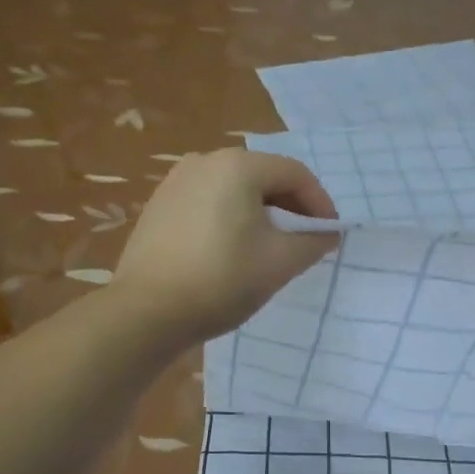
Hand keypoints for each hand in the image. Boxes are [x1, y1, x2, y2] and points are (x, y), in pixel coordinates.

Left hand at [112, 149, 339, 345]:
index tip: (328, 234)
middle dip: (290, 207)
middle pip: (263, 176)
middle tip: (303, 241)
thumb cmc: (221, 280)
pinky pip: (208, 201)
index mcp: (237, 165)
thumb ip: (313, 241)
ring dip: (260, 213)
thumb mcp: (280, 262)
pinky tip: (231, 250)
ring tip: (269, 247)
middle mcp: (205, 161)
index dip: (320, 203)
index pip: (295, 173)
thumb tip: (327, 233)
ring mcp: (176, 181)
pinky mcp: (159, 205)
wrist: (146, 312)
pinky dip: (230, 218)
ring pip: (235, 189)